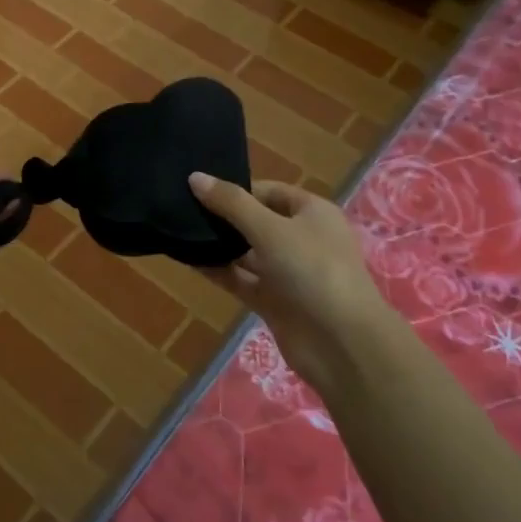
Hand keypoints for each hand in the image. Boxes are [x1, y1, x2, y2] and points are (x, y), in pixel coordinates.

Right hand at [188, 173, 393, 389]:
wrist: (342, 344)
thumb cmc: (312, 270)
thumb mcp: (270, 229)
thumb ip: (231, 203)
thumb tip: (194, 177)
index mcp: (312, 213)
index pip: (269, 191)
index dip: (236, 188)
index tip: (198, 189)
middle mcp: (301, 239)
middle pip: (256, 221)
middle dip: (223, 217)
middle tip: (181, 208)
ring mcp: (288, 272)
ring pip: (247, 252)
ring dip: (218, 245)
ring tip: (178, 231)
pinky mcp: (274, 301)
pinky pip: (241, 279)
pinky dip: (219, 271)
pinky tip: (188, 260)